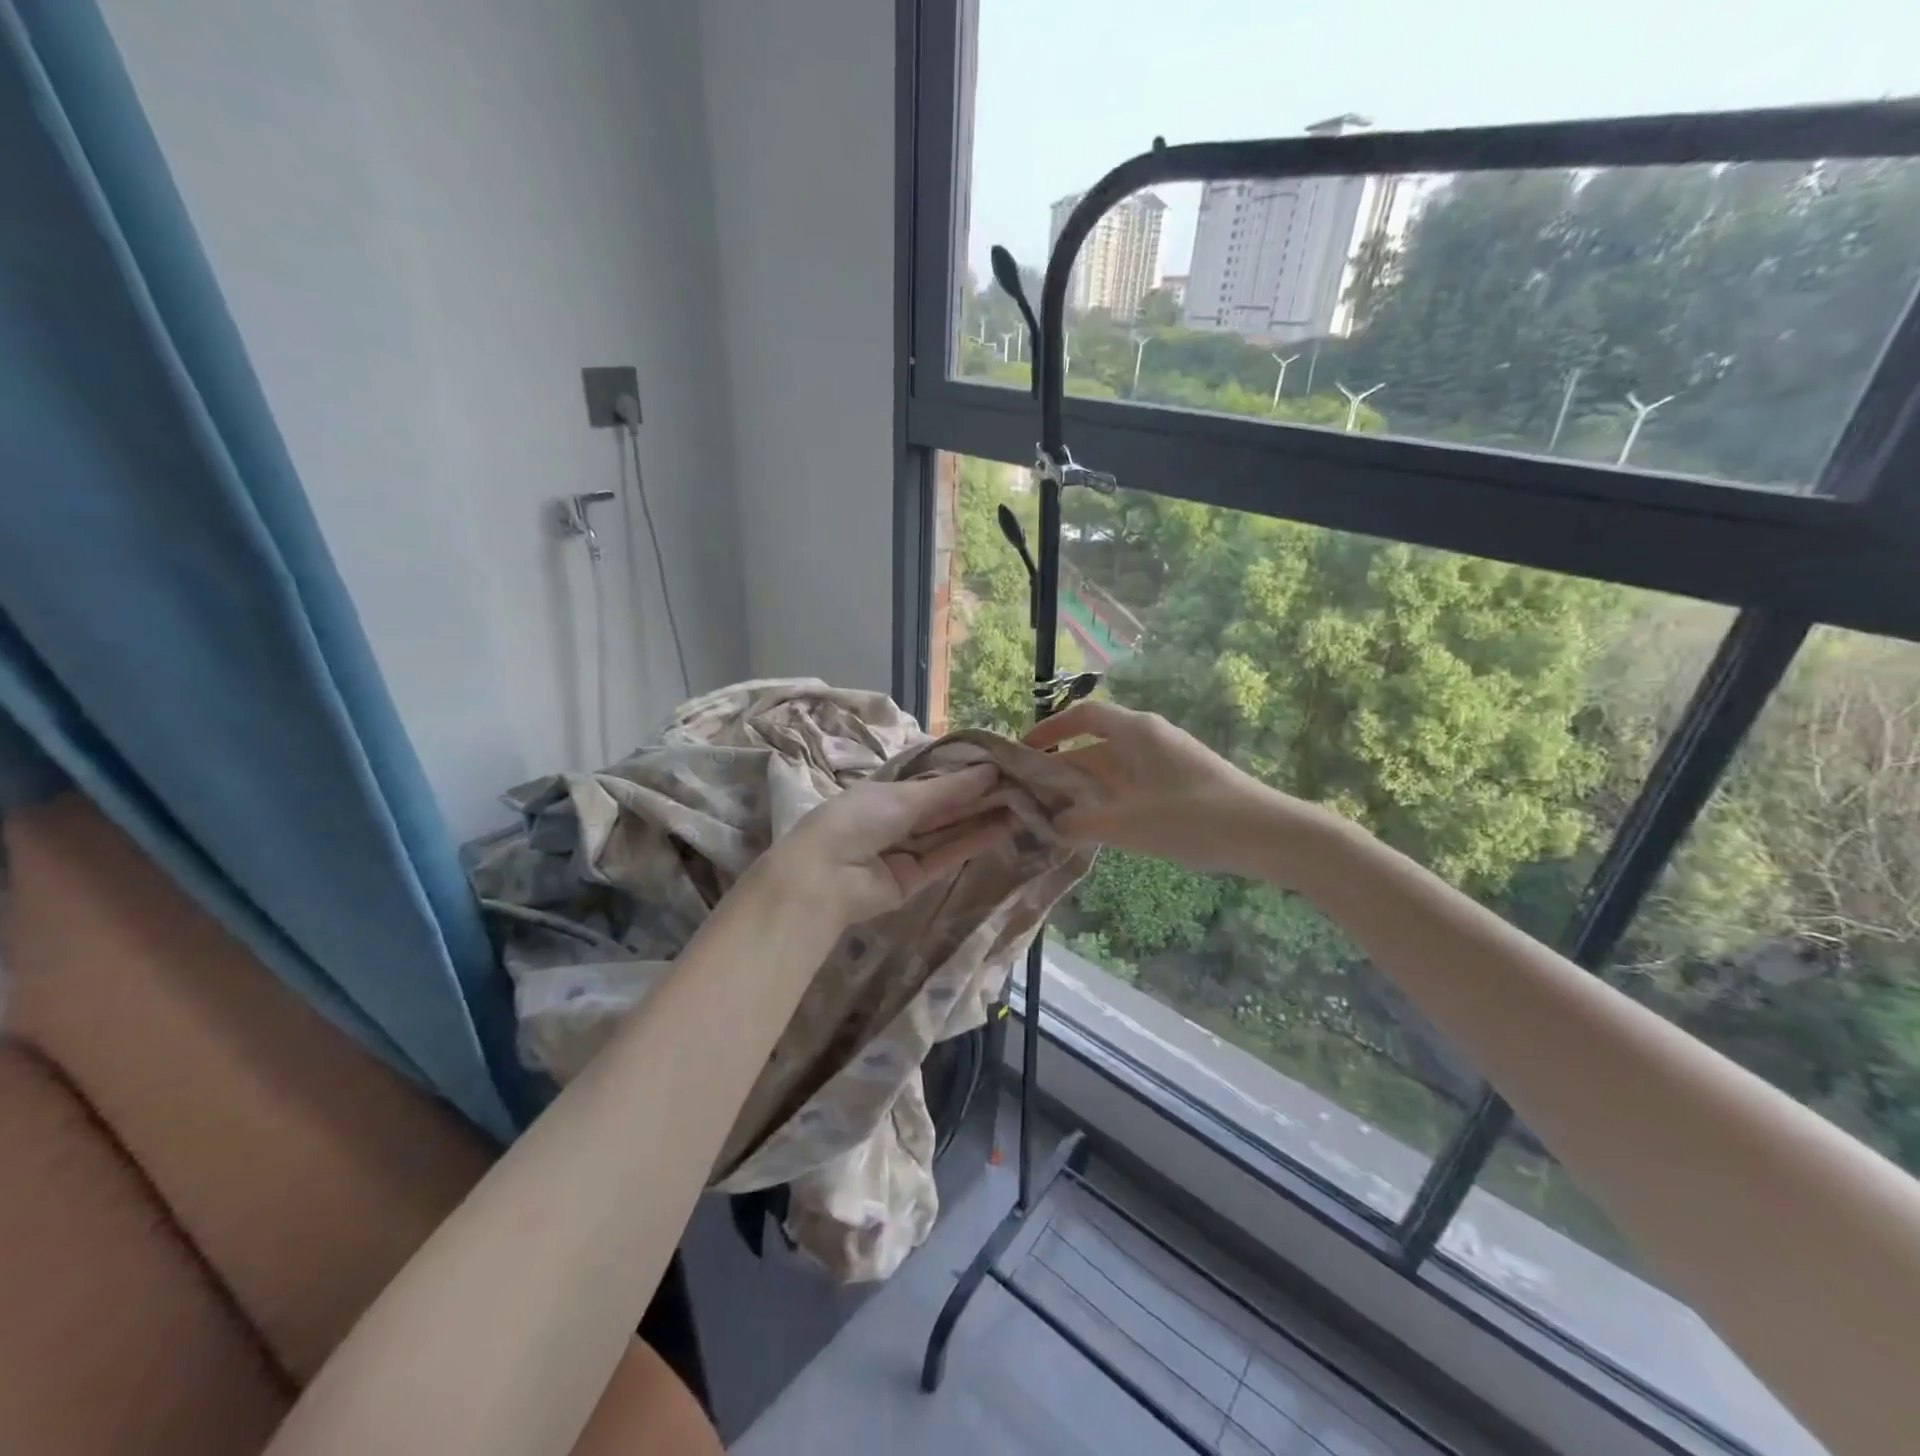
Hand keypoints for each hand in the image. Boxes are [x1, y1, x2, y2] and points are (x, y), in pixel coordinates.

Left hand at [759, 764, 1014, 927]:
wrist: (824, 877)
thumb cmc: (856, 819)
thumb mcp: (902, 796)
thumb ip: (948, 789)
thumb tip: (989, 771)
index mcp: (885, 793)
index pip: (931, 781)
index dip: (963, 775)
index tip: (999, 766)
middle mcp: (896, 820)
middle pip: (944, 807)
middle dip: (979, 796)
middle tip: (1021, 785)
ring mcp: (906, 851)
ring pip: (950, 831)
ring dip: (982, 818)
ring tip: (1022, 805)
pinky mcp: (915, 879)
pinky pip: (947, 855)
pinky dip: (973, 841)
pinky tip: (1002, 827)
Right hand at [1024, 699, 1310, 875]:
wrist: (1265, 834)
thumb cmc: (1192, 817)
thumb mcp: (1128, 824)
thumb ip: (1082, 824)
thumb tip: (1053, 825)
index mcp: (1135, 732)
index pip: (1083, 716)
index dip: (1051, 730)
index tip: (1025, 752)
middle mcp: (1148, 739)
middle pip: (1093, 746)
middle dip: (1062, 771)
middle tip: (1032, 798)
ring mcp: (1166, 761)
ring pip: (1112, 770)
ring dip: (1085, 791)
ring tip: (1057, 818)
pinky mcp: (1179, 784)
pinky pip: (1131, 786)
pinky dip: (1109, 802)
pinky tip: (1098, 830)